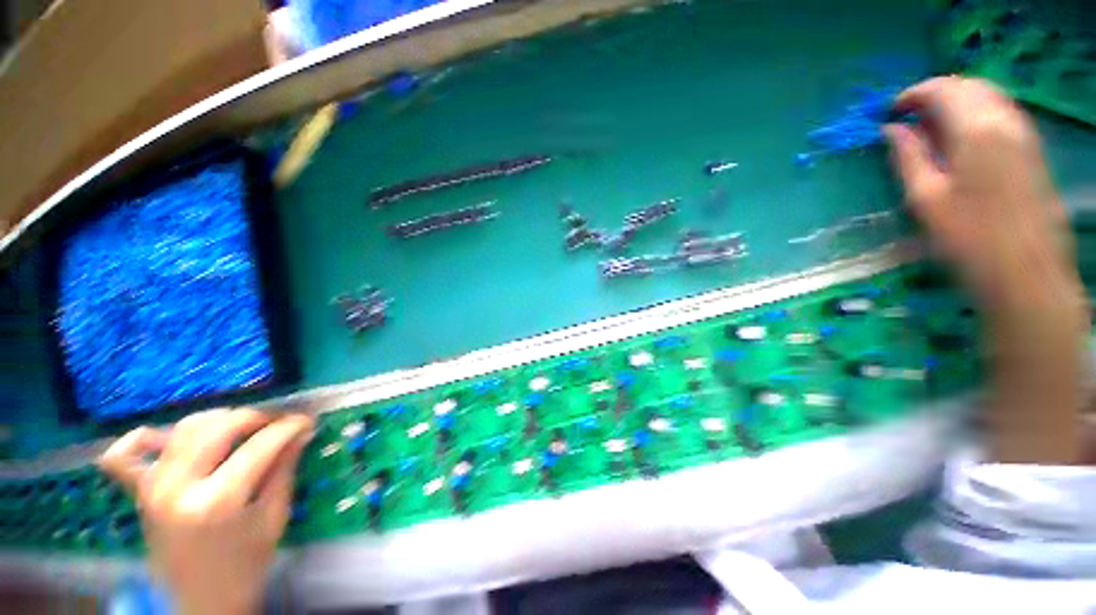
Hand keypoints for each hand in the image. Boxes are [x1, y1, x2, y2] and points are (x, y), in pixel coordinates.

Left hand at [99, 410, 313, 614]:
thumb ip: (284, 469)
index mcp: (219, 502)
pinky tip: (168, 438)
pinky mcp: (138, 493)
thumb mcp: (274, 518)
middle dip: (257, 417)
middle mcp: (179, 488)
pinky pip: (123, 455)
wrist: (201, 602)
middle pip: (219, 428)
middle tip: (278, 422)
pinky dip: (143, 438)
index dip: (289, 426)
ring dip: (218, 420)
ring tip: (241, 429)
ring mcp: (152, 488)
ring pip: (184, 430)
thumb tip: (301, 432)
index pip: (260, 445)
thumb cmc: (246, 564)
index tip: (307, 421)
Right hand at [885, 76, 1089, 463]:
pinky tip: (964, 136)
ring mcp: (1025, 134)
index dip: (912, 95)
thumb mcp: (925, 197)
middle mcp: (1005, 120)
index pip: (942, 89)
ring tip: (932, 125)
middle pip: (969, 86)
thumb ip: (908, 156)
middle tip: (908, 116)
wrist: (1025, 275)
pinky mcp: (1034, 150)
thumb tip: (891, 129)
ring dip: (958, 101)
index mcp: (976, 129)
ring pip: (989, 96)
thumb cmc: (967, 239)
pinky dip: (979, 113)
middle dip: (936, 93)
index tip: (890, 111)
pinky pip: (1003, 114)